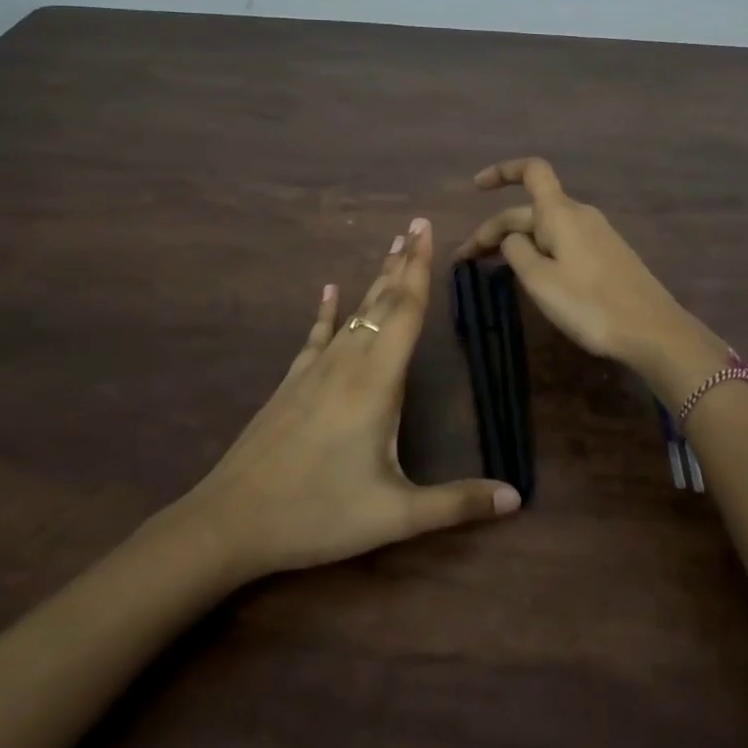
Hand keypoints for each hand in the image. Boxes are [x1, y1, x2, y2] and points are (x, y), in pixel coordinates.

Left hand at [187, 217, 520, 582]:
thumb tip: (517, 498)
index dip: (420, 270)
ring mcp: (314, 370)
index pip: (405, 312)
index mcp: (376, 382)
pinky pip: (316, 335)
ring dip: (375, 281)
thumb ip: (456, 503)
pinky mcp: (292, 383)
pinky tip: (328, 290)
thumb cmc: (318, 513)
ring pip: (353, 313)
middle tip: (416, 225)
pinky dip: (327, 311)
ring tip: (391, 249)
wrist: (231, 521)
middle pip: (381, 302)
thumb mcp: (394, 515)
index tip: (426, 229)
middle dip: (402, 263)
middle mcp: (347, 363)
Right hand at [457, 158, 723, 381]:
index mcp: (560, 212)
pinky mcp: (606, 255)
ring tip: (491, 268)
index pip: (531, 171)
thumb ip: (516, 251)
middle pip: (529, 210)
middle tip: (465, 261)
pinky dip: (538, 251)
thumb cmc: (589, 303)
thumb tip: (512, 238)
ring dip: (515, 242)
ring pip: (545, 228)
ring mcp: (596, 235)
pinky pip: (562, 242)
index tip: (476, 187)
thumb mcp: (539, 280)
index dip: (502, 171)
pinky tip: (530, 274)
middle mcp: (579, 214)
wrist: (651, 330)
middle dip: (495, 229)